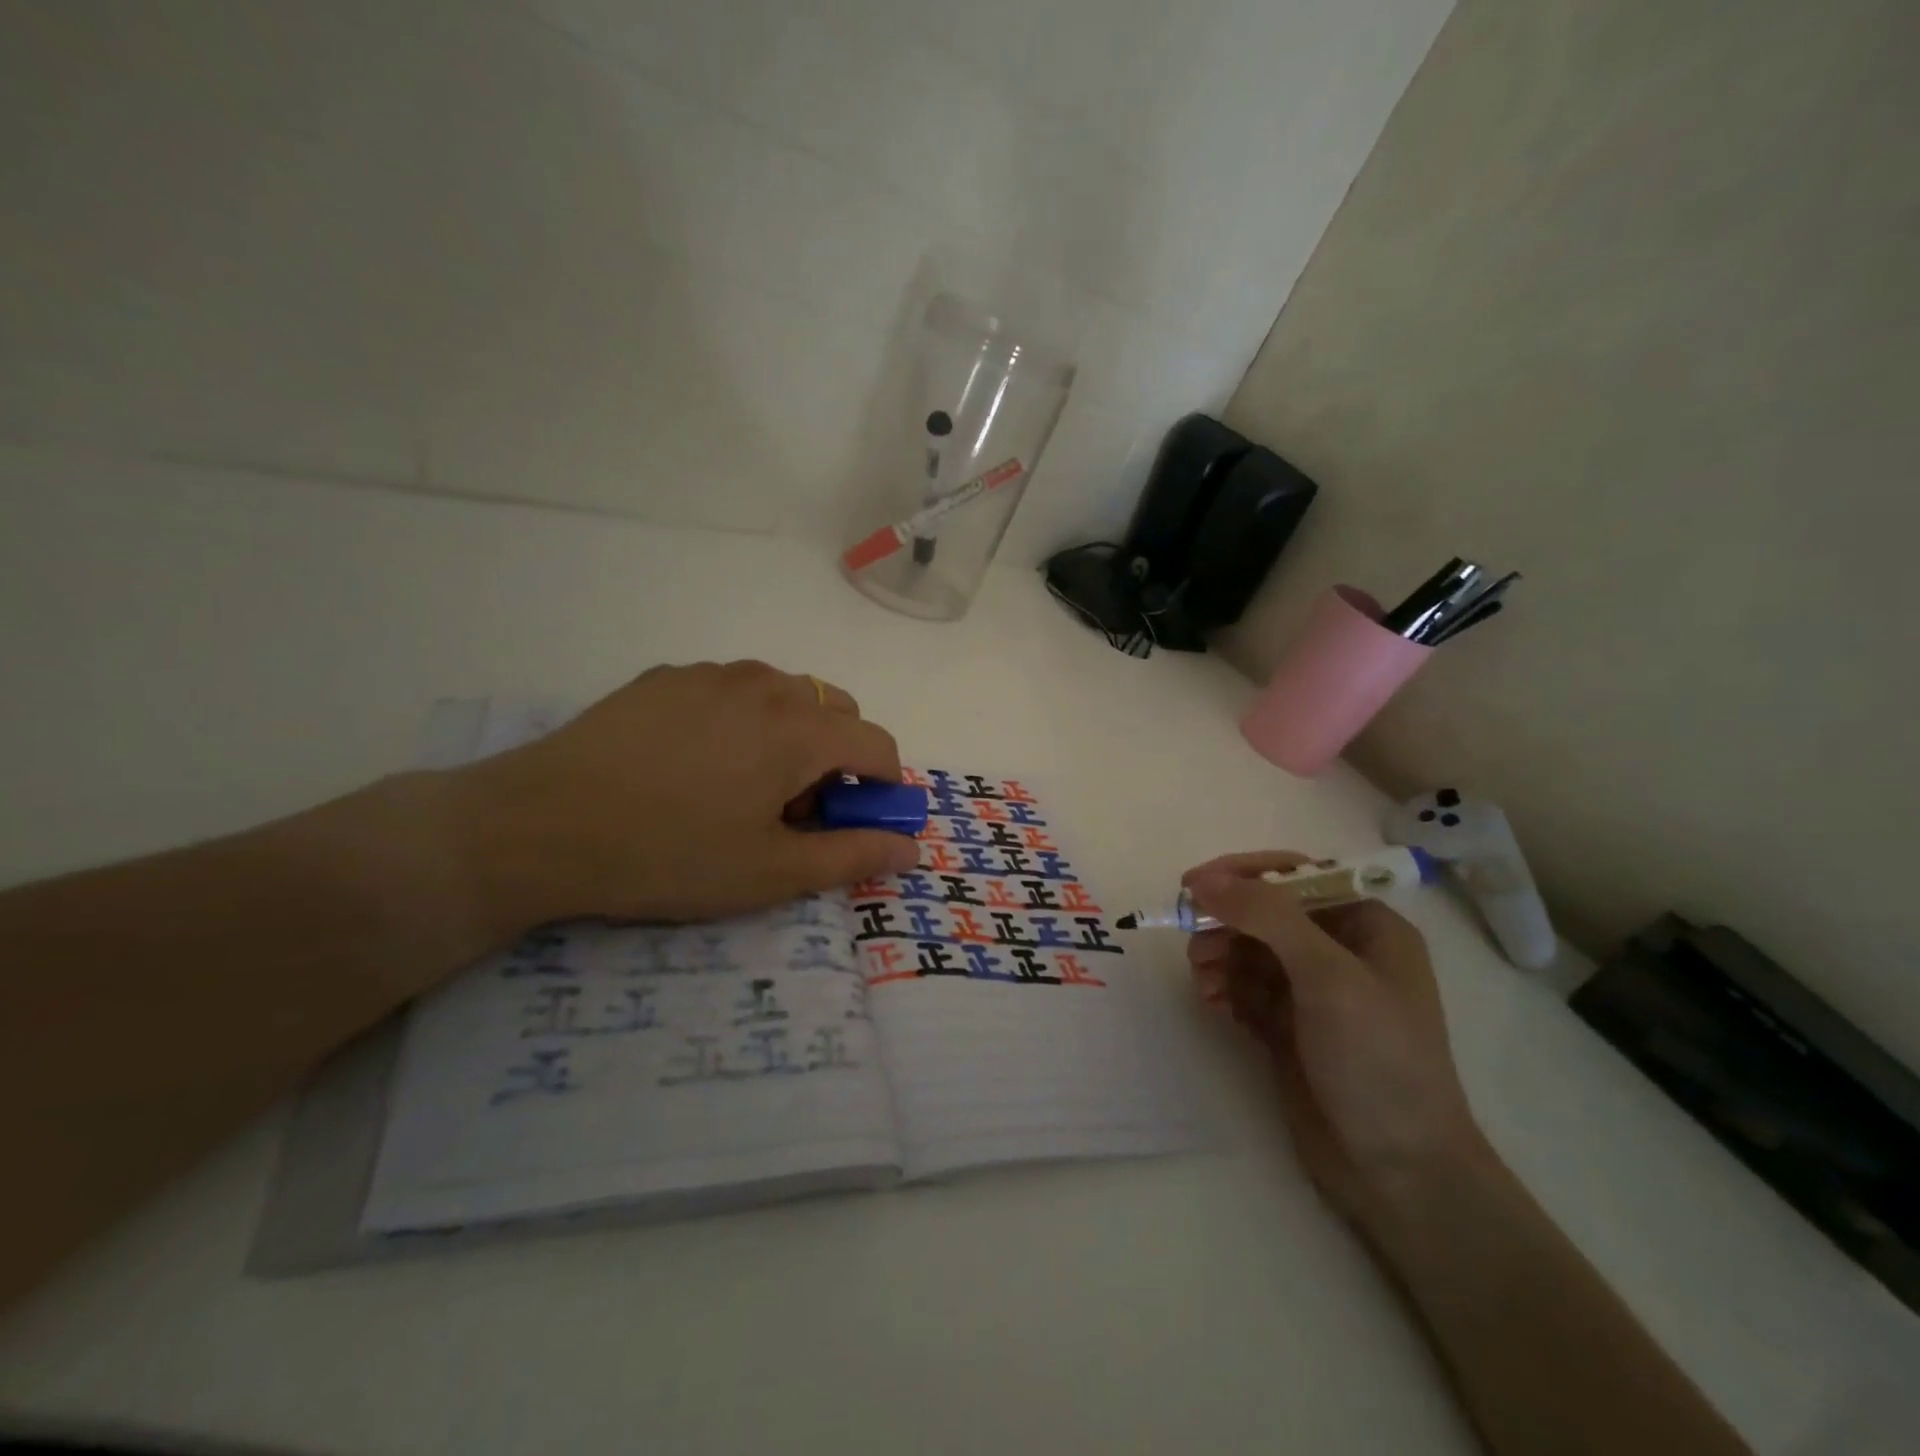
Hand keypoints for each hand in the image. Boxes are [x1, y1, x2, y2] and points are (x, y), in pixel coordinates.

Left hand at [451, 661, 920, 929]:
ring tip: (741, 787)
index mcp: (799, 728)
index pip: (877, 744)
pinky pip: (731, 691)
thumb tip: (911, 847)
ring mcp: (712, 674)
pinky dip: (742, 721)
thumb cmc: (670, 855)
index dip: (882, 787)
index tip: (857, 823)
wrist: (538, 827)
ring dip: (790, 735)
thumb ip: (853, 855)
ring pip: (784, 695)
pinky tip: (693, 765)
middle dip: (836, 757)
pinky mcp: (666, 677)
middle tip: (794, 810)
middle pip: (836, 710)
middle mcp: (765, 685)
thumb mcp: (772, 872)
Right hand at [1184, 852, 1489, 1227]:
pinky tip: (1213, 1005)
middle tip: (1194, 944)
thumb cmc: (1377, 1058)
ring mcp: (1311, 992)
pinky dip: (1223, 988)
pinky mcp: (1287, 1026)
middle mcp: (1339, 951)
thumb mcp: (1327, 975)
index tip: (1194, 884)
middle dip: (1226, 922)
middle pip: (1265, 913)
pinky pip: (1243, 988)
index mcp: (1366, 926)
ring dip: (1219, 956)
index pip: (1297, 875)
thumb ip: (1266, 916)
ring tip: (1203, 982)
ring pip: (1248, 950)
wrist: (1399, 1172)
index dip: (1245, 874)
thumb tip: (1204, 879)